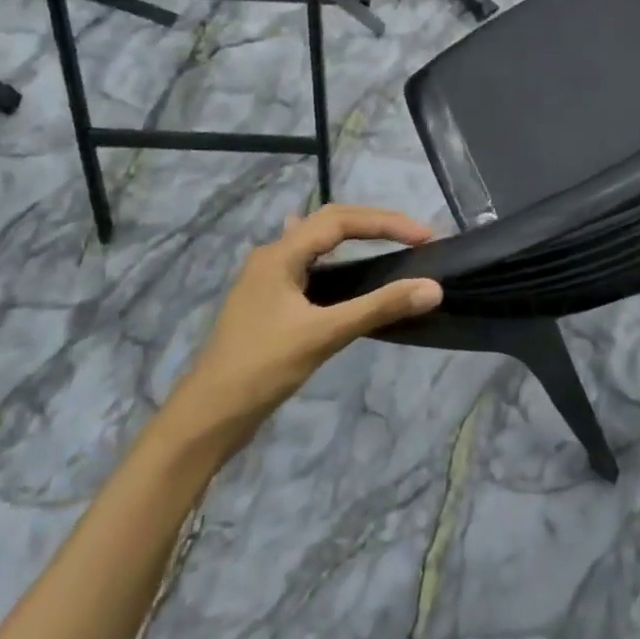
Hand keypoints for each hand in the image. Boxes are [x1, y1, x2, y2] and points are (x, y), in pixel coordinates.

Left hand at [168, 206, 441, 445]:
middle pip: (329, 223)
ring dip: (355, 239)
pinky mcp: (269, 303)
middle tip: (413, 237)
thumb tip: (433, 288)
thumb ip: (379, 307)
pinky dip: (337, 260)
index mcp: (280, 255)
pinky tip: (341, 267)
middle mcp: (272, 257)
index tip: (425, 238)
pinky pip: (310, 266)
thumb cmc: (262, 368)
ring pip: (317, 243)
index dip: (386, 223)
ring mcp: (267, 280)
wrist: (206, 418)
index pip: (341, 220)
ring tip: (389, 244)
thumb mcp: (324, 335)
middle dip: (374, 225)